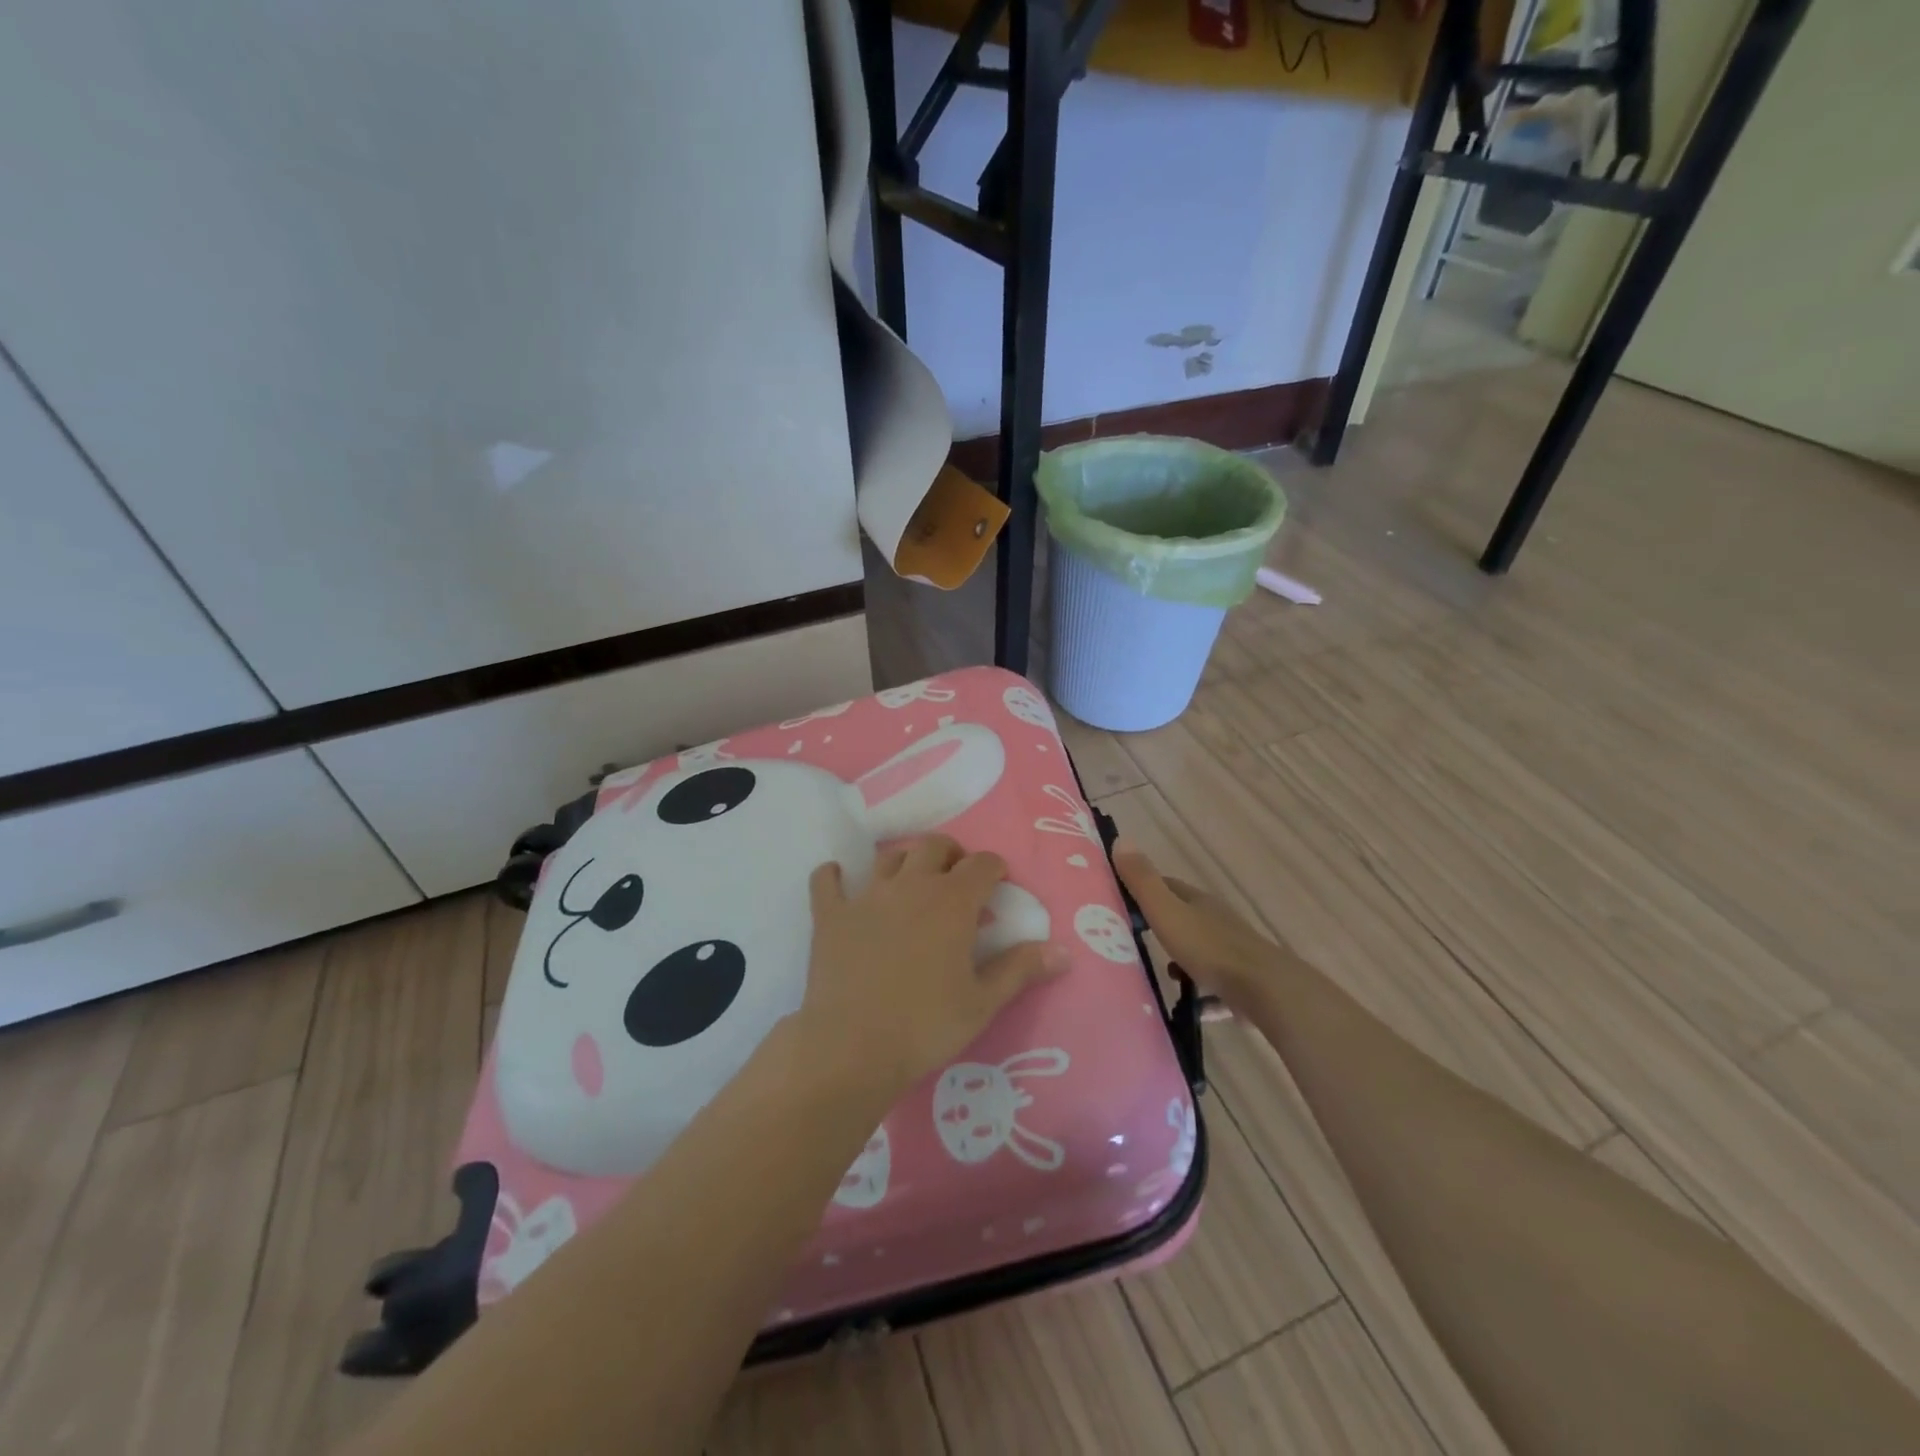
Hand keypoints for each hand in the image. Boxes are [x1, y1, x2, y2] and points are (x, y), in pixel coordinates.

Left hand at [799, 835, 1066, 1101]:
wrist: (852, 1047)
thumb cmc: (926, 1025)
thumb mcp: (983, 1002)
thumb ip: (1021, 969)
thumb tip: (1063, 951)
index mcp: (952, 902)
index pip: (982, 864)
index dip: (994, 869)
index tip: (998, 885)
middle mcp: (911, 885)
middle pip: (935, 846)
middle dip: (952, 855)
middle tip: (958, 880)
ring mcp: (867, 896)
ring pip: (889, 857)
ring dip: (906, 861)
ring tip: (912, 881)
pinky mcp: (831, 914)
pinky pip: (826, 880)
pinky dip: (833, 875)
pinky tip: (838, 878)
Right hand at [1114, 840, 1280, 1000]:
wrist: (1265, 990)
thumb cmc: (1209, 948)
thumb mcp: (1167, 912)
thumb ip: (1143, 881)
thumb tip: (1120, 840)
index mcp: (1198, 902)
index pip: (1167, 886)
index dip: (1144, 890)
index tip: (1119, 902)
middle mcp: (1217, 921)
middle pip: (1184, 919)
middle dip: (1161, 928)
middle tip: (1131, 942)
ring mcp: (1233, 953)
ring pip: (1200, 952)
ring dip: (1182, 962)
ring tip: (1161, 977)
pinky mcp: (1243, 984)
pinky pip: (1216, 987)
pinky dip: (1202, 994)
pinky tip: (1190, 1008)